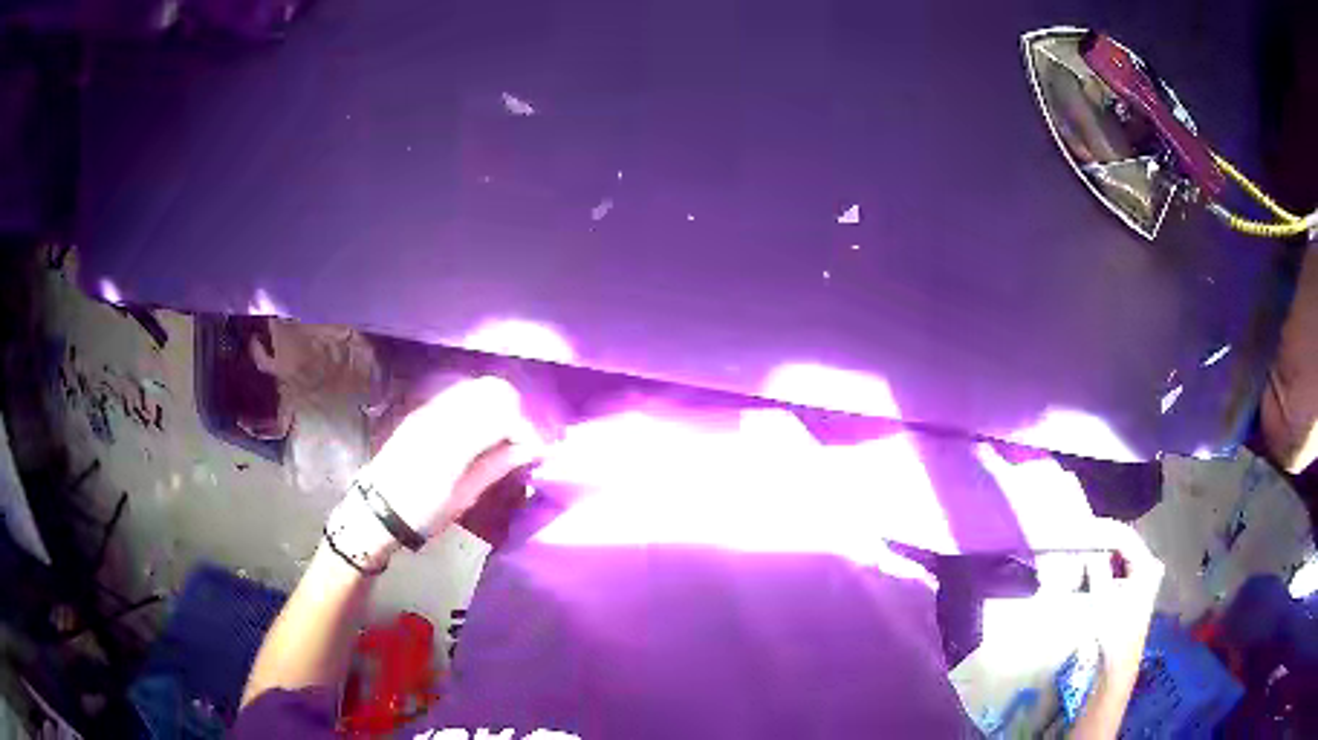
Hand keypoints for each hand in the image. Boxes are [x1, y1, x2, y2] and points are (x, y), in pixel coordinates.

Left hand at [327, 376, 539, 568]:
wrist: (377, 509)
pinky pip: (459, 395)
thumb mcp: (464, 498)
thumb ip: (497, 466)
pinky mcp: (422, 411)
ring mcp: (430, 409)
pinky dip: (478, 406)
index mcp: (455, 443)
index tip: (537, 452)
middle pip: (493, 390)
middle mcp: (443, 415)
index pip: (504, 416)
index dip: (527, 431)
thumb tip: (531, 450)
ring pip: (476, 387)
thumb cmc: (422, 513)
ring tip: (502, 436)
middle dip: (514, 412)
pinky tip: (478, 431)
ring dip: (496, 405)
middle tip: (519, 442)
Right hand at [1083, 517, 1163, 677]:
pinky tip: (1090, 564)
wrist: (1118, 665)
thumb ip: (1097, 569)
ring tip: (1082, 547)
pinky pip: (1120, 565)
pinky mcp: (1137, 586)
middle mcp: (1150, 565)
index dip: (1102, 531)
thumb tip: (1087, 546)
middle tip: (1078, 537)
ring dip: (1102, 550)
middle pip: (1125, 542)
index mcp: (1147, 566)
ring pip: (1121, 553)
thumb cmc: (1113, 634)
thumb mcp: (1103, 601)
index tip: (1079, 530)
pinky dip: (1105, 563)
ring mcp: (1145, 576)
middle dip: (1101, 538)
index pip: (1124, 536)